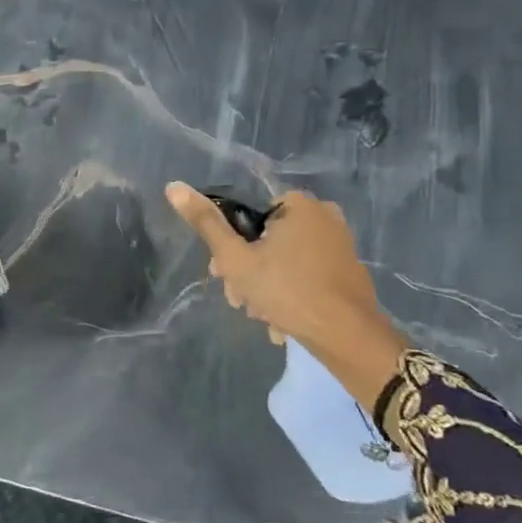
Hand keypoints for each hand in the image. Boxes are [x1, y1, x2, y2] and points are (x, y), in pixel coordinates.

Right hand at [165, 184, 407, 411]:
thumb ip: (206, 223)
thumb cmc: (288, 291)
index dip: (228, 246)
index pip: (246, 216)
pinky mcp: (348, 269)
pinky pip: (307, 274)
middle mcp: (323, 215)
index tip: (220, 275)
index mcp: (297, 203)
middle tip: (239, 301)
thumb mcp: (236, 258)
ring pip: (285, 260)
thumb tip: (173, 186)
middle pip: (266, 239)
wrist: (348, 337)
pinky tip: (281, 321)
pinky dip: (291, 292)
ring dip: (265, 286)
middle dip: (247, 272)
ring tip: (261, 317)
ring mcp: (339, 243)